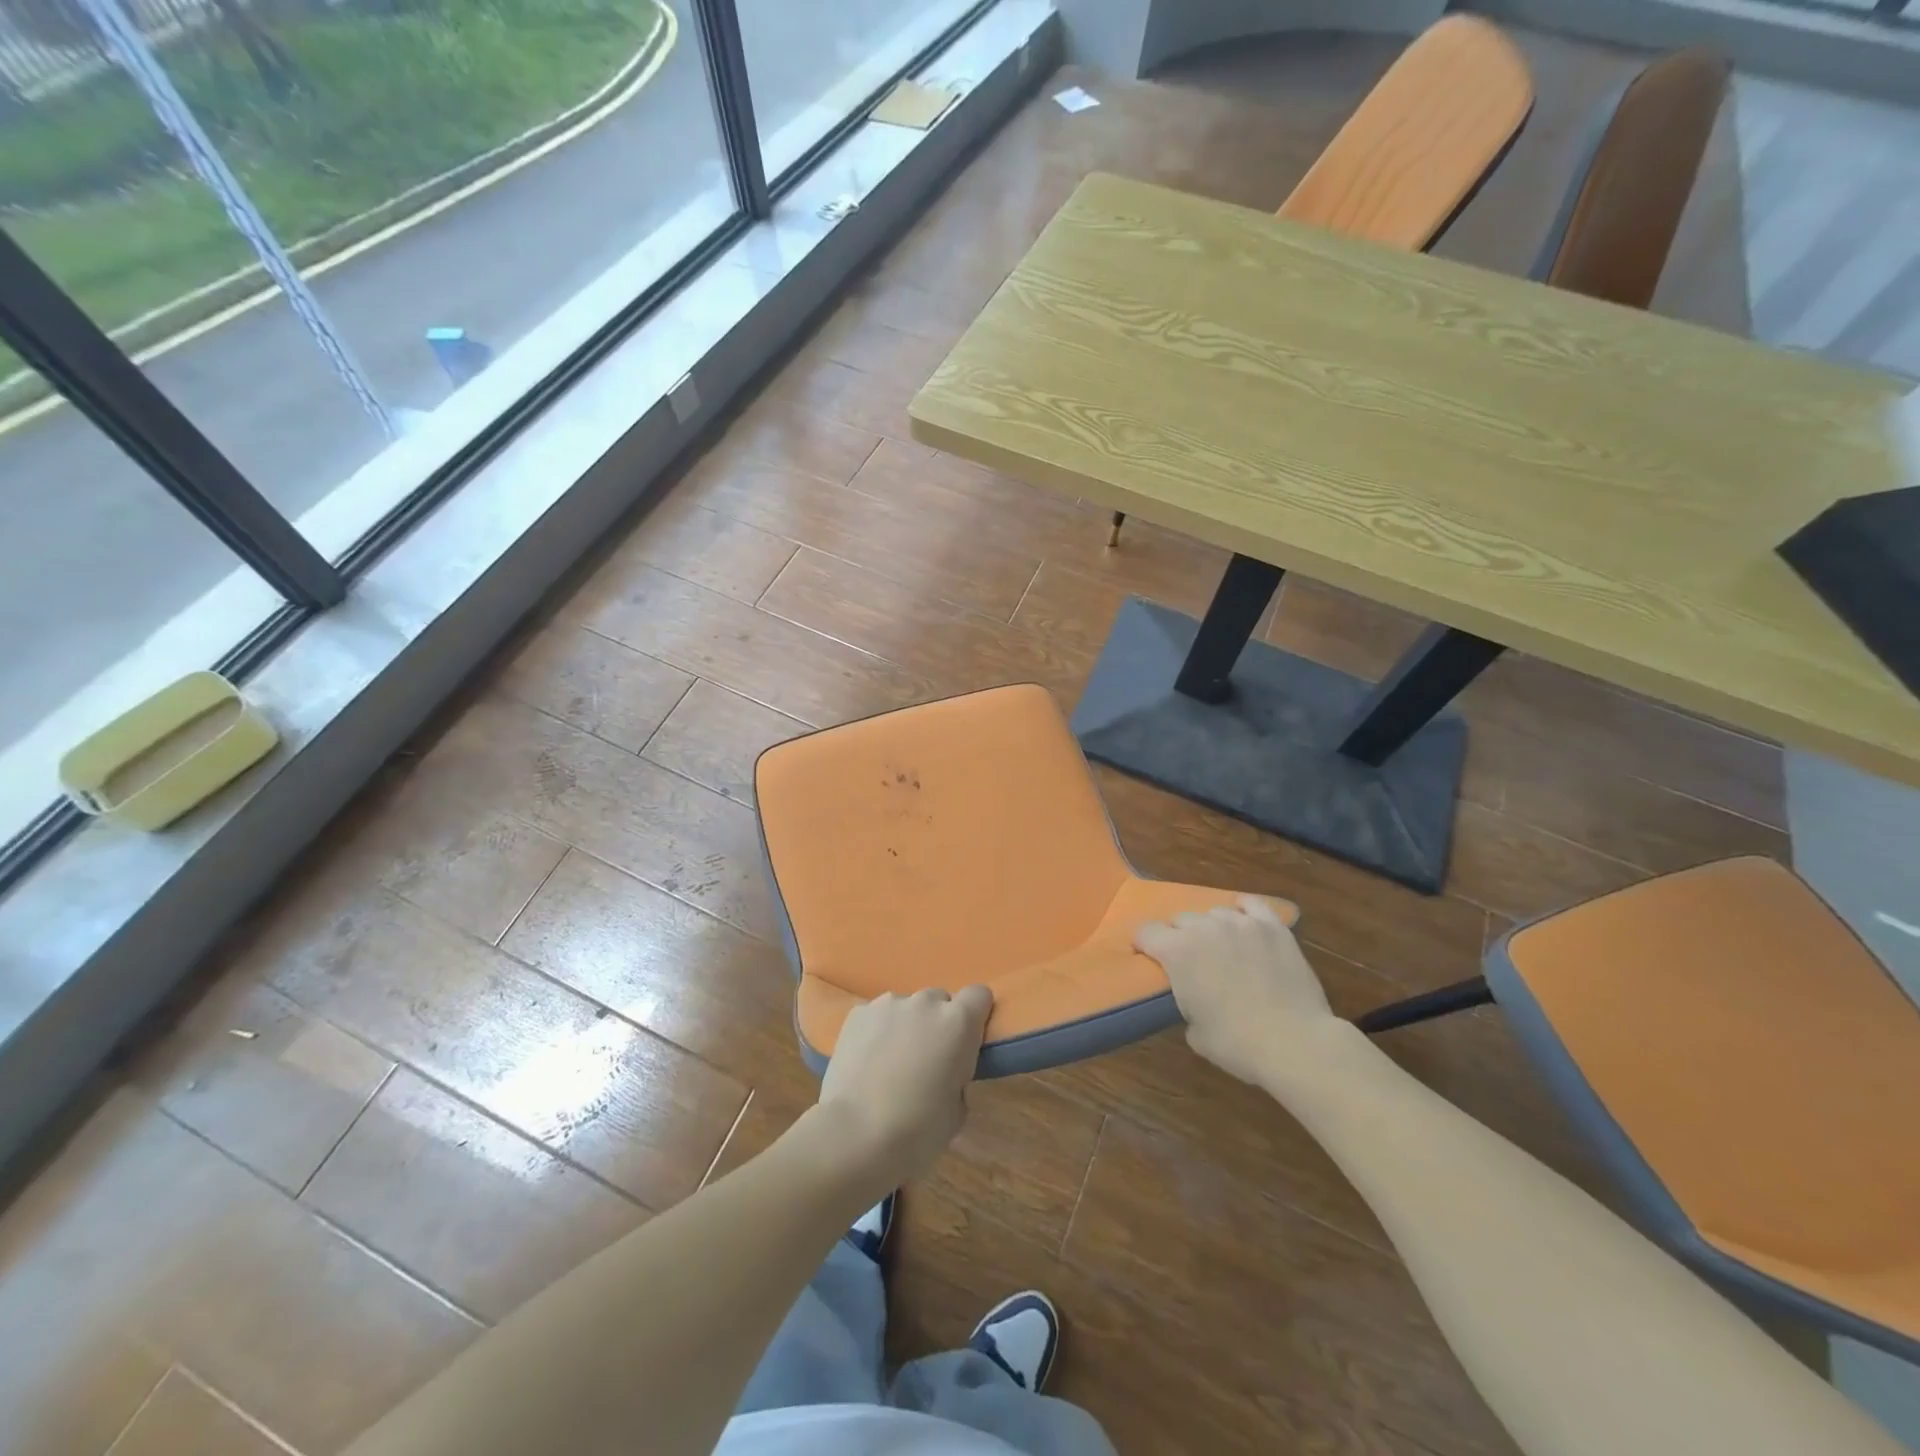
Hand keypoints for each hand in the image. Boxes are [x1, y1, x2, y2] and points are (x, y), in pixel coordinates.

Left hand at [817, 986, 993, 1187]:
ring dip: (906, 1027)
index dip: (975, 1016)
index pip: (979, 995)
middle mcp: (925, 1003)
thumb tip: (944, 1074)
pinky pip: (876, 1017)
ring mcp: (887, 1004)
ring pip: (906, 1008)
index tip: (967, 1042)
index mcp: (958, 1022)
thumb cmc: (917, 1130)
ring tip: (890, 1064)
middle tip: (926, 1061)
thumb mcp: (957, 1111)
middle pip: (939, 1001)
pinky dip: (876, 1033)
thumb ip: (958, 1078)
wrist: (854, 1135)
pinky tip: (866, 1063)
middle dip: (937, 1024)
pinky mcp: (857, 1013)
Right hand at [1136, 897, 1331, 1085]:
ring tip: (1224, 949)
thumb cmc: (1237, 1043)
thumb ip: (1186, 1002)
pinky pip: (1251, 905)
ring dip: (1211, 928)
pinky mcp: (1273, 927)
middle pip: (1180, 919)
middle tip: (1191, 962)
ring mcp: (1241, 923)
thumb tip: (1195, 997)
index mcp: (1177, 951)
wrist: (1295, 1043)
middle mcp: (1204, 928)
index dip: (1145, 946)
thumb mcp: (1194, 1031)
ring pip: (1214, 912)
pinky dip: (1244, 912)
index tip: (1150, 960)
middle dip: (1179, 937)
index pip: (1145, 932)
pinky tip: (1246, 925)